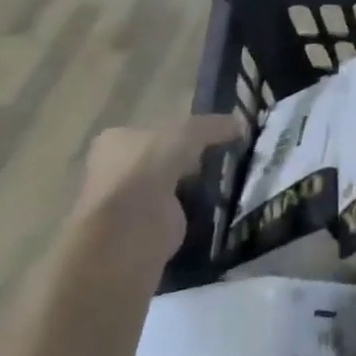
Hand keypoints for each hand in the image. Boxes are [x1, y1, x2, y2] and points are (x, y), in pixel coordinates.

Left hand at [78, 114, 243, 263]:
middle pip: (164, 159)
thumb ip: (213, 126)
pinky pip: (176, 214)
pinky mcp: (143, 232)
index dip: (186, 133)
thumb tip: (240, 123)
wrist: (127, 233)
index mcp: (116, 140)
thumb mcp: (187, 134)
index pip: (157, 130)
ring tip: (229, 183)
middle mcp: (115, 170)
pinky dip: (194, 213)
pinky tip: (218, 208)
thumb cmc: (147, 170)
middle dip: (192, 162)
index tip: (216, 138)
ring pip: (171, 188)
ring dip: (194, 189)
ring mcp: (126, 203)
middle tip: (225, 161)